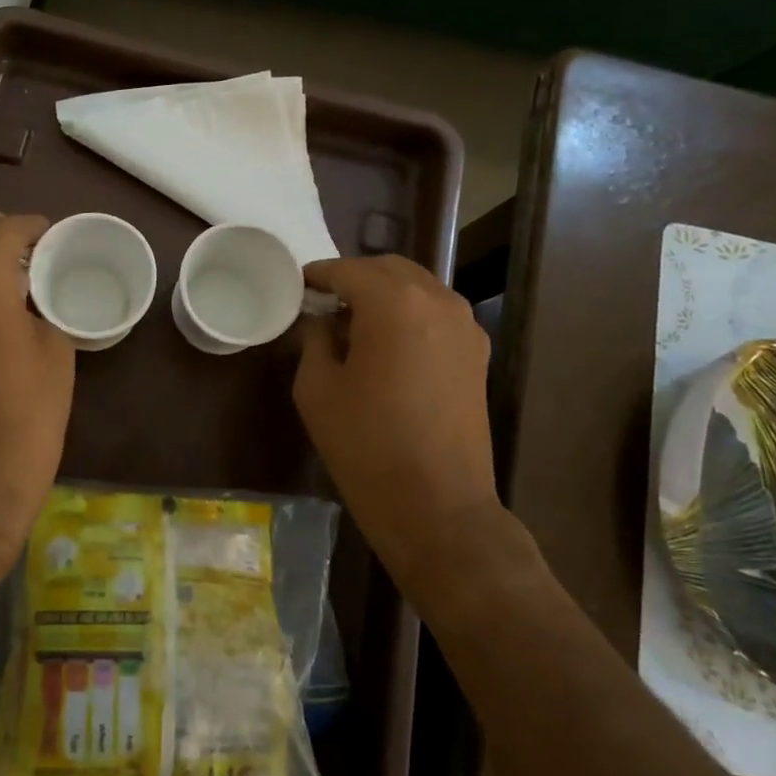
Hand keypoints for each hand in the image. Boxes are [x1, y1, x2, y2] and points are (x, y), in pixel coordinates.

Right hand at [294, 256, 527, 603]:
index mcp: (394, 304)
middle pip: (389, 269)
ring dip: (384, 294)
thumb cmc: (366, 445)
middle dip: (353, 278)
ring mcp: (465, 327)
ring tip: (353, 324)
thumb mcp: (317, 389)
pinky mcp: (477, 354)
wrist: (437, 506)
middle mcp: (438, 302)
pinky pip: (436, 314)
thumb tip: (321, 321)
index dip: (318, 275)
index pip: (349, 270)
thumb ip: (315, 340)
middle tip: (323, 303)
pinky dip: (409, 314)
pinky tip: (386, 345)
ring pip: (418, 288)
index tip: (297, 287)